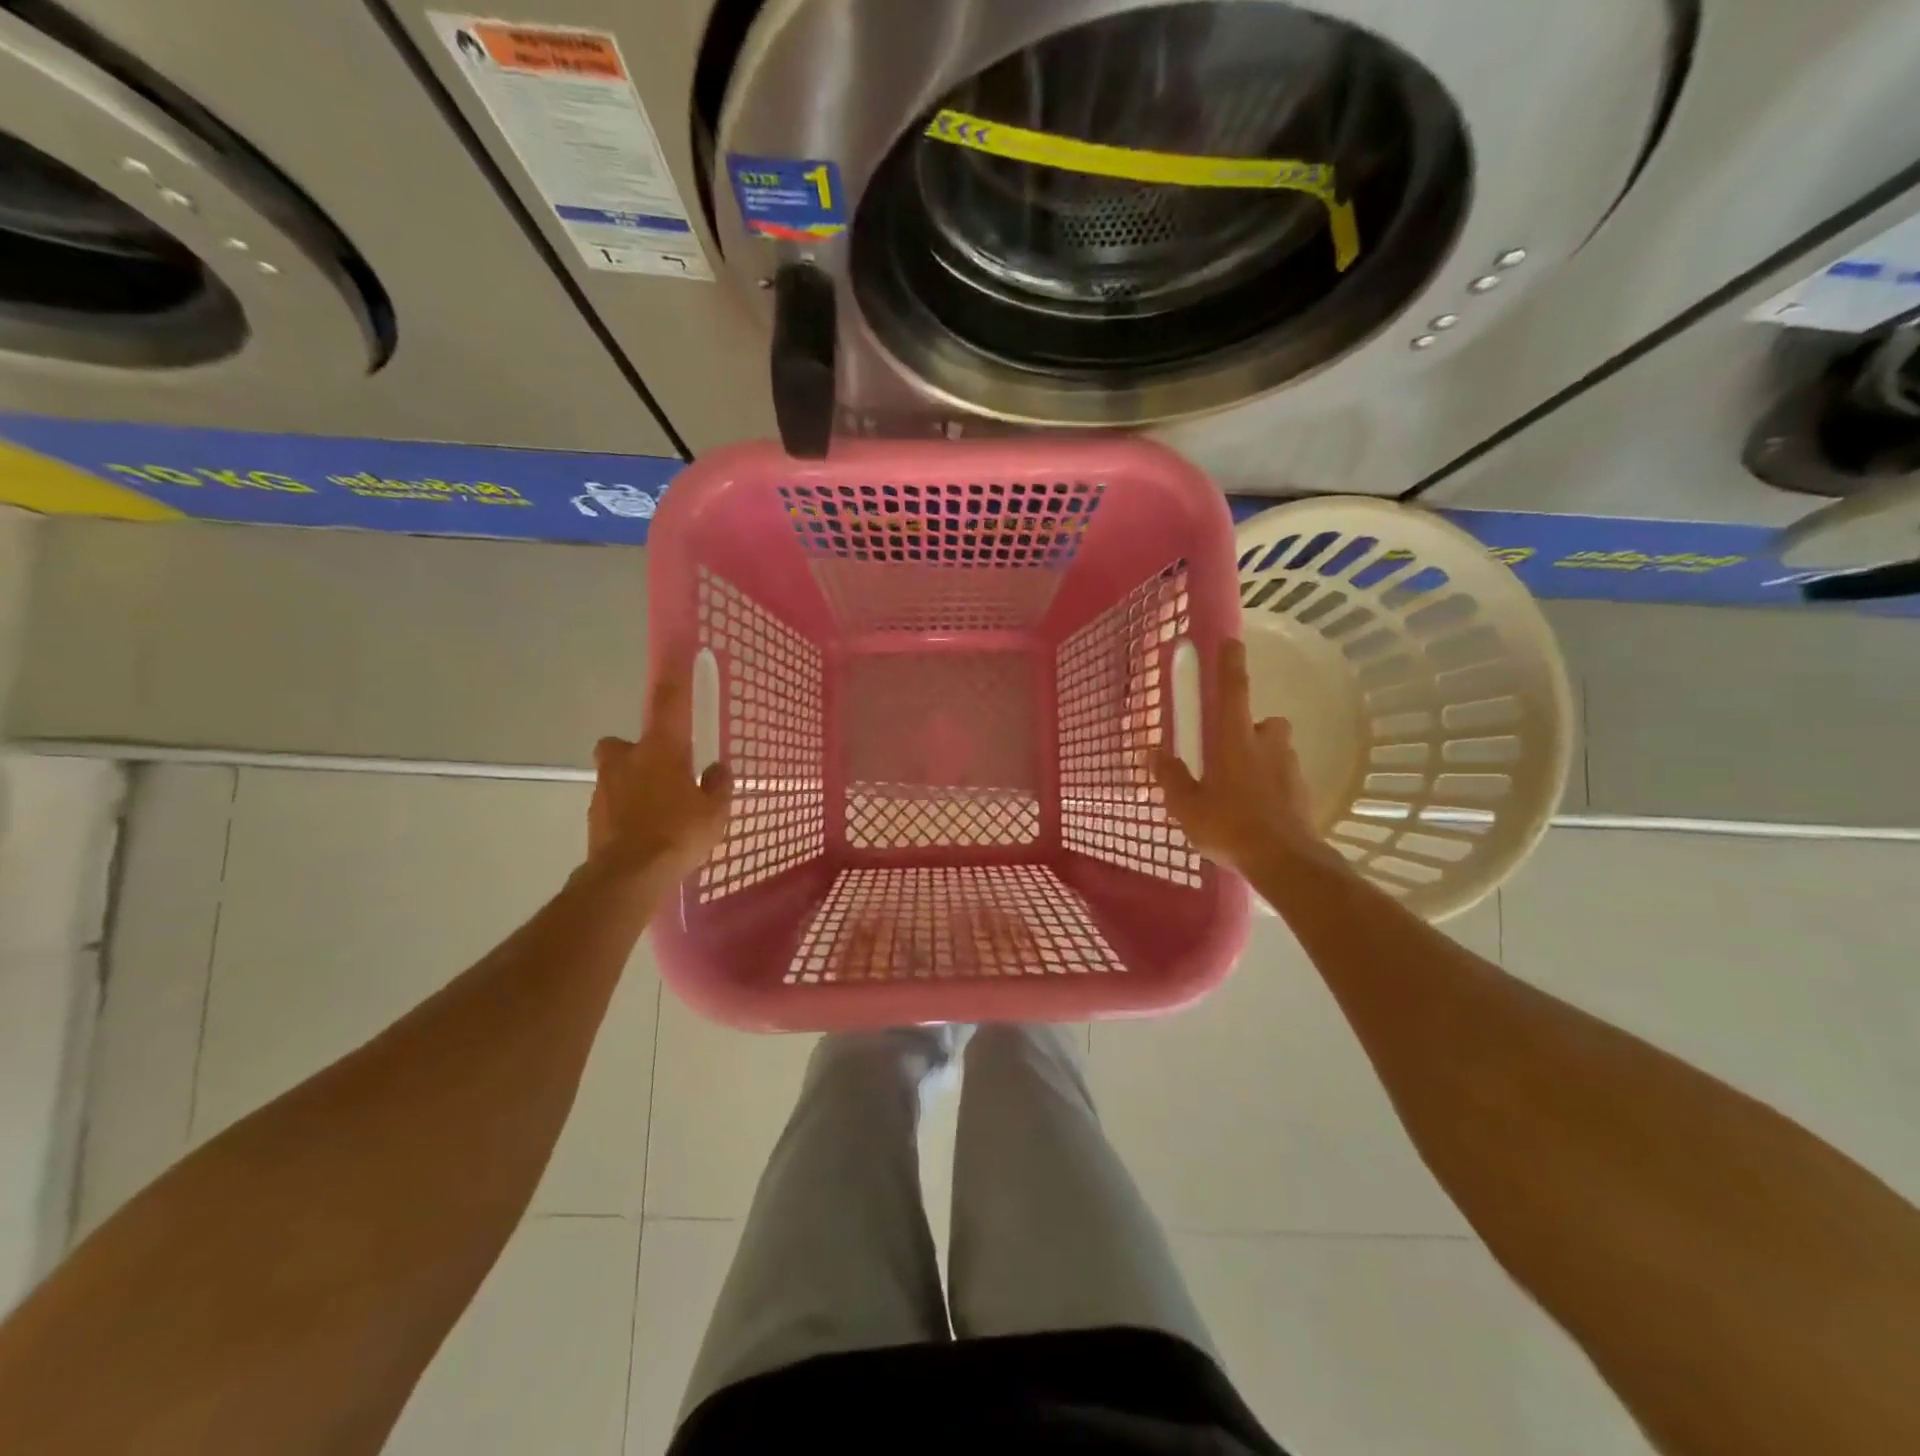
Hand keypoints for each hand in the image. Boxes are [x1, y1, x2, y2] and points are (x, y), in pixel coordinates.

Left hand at [588, 675, 731, 879]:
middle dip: (636, 751)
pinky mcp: (593, 815)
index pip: (667, 703)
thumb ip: (718, 786)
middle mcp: (627, 759)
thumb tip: (718, 769)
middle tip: (659, 771)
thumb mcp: (715, 811)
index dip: (672, 678)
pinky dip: (624, 811)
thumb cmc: (679, 833)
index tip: (674, 656)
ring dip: (631, 784)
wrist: (628, 875)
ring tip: (656, 812)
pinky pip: (611, 803)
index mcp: (661, 749)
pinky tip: (643, 832)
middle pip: (622, 743)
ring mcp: (604, 787)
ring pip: (616, 774)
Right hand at [1153, 639, 1332, 875]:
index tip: (1231, 642)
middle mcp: (1266, 745)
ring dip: (1260, 758)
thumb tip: (1154, 753)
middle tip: (1228, 752)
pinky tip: (1256, 811)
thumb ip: (1170, 777)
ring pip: (1275, 750)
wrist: (1285, 861)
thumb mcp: (1187, 806)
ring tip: (1240, 789)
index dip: (1230, 664)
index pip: (1233, 691)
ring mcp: (1289, 768)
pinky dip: (1271, 786)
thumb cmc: (1229, 826)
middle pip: (1262, 722)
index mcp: (1235, 740)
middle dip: (1249, 729)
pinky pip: (1283, 778)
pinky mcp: (1302, 792)